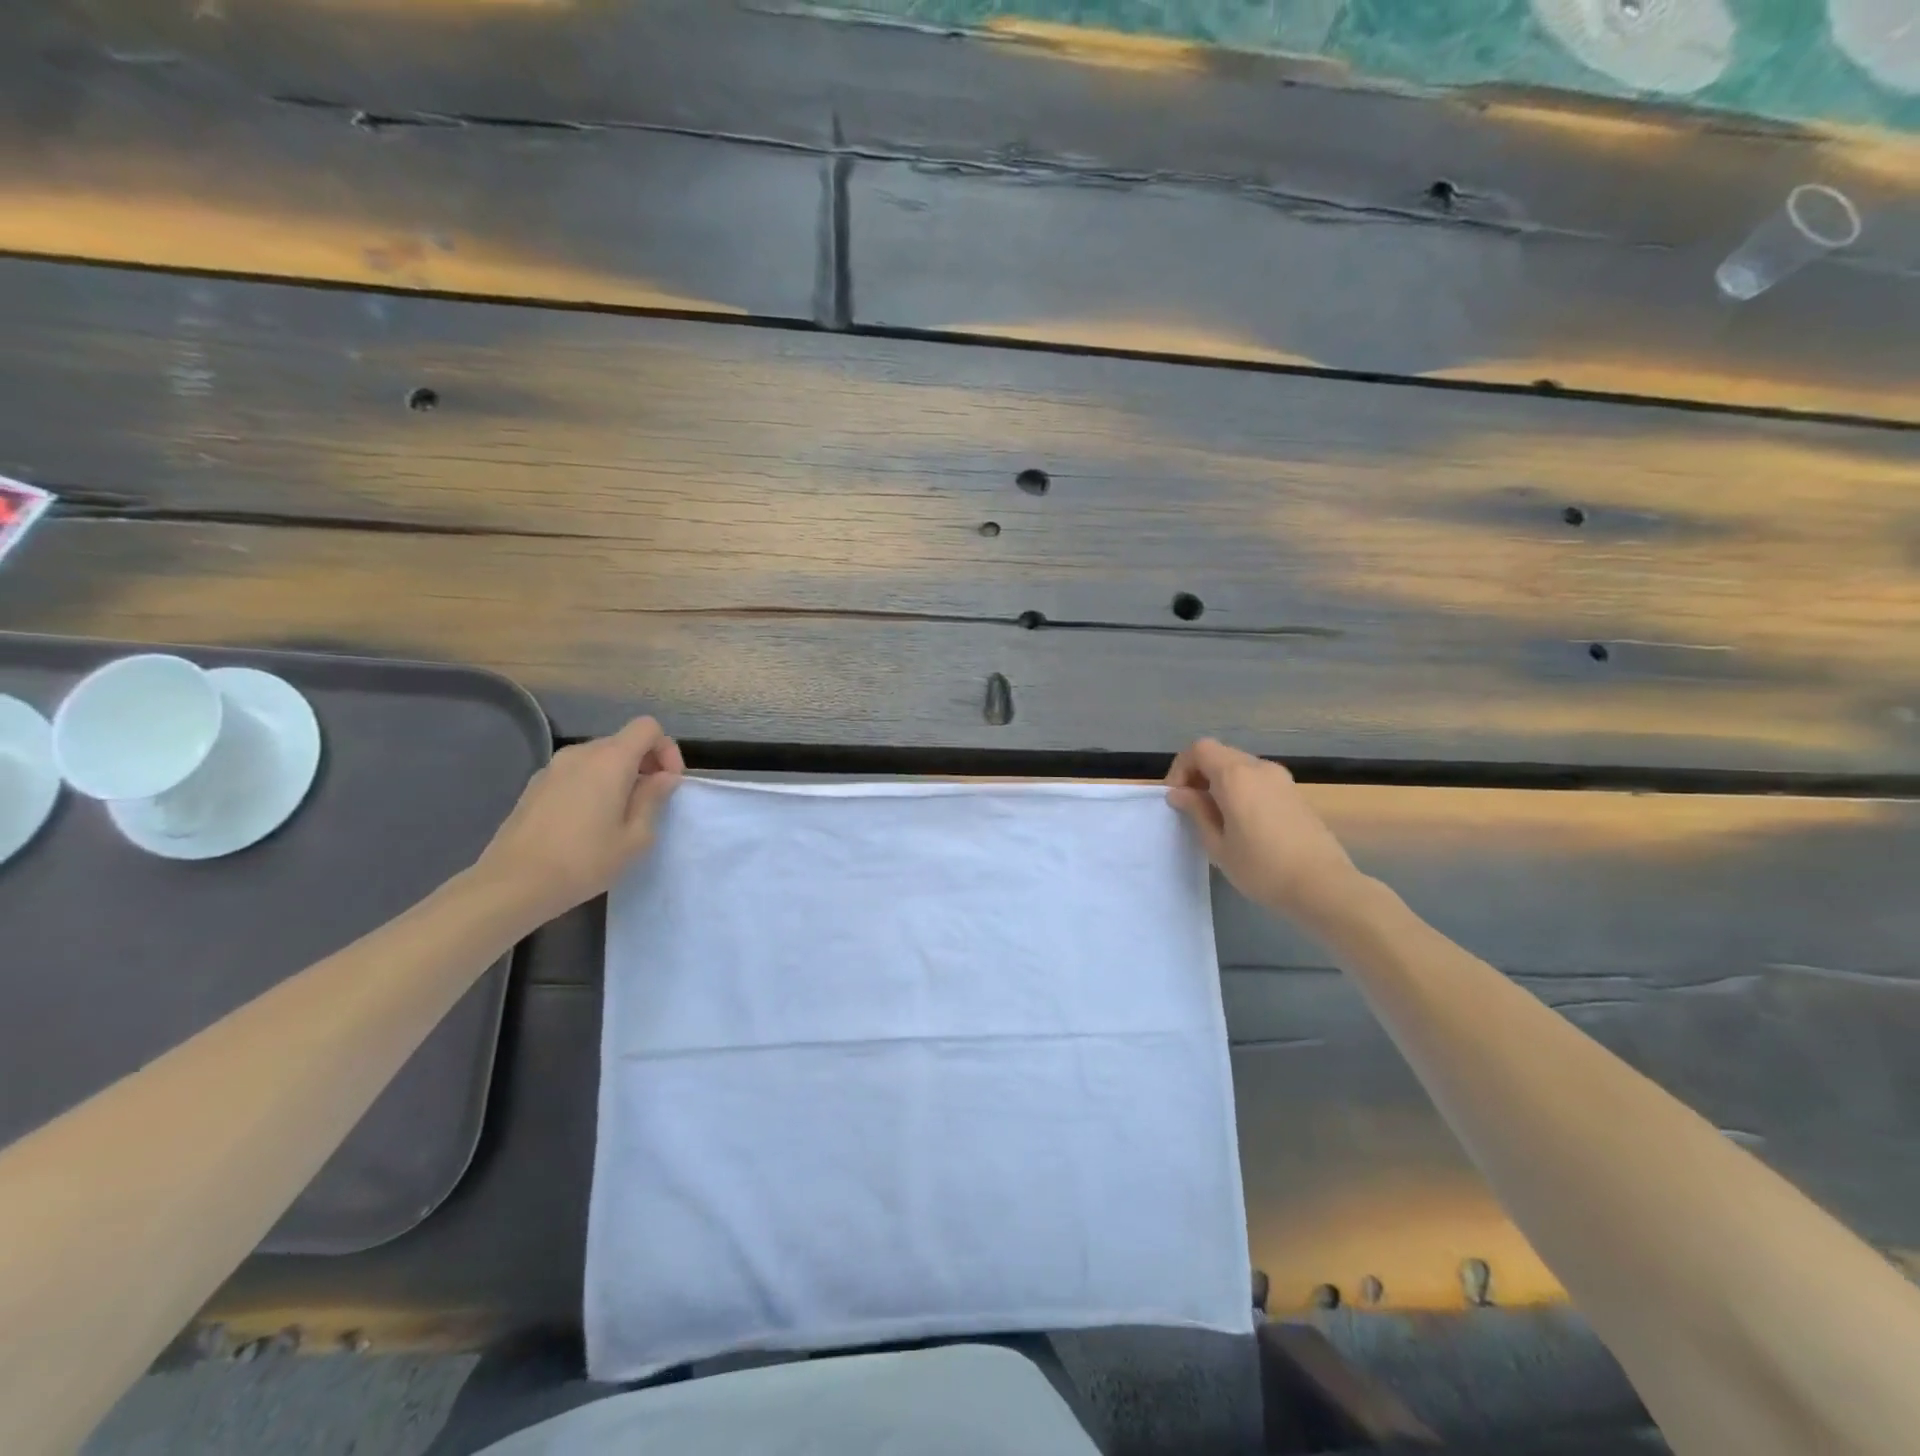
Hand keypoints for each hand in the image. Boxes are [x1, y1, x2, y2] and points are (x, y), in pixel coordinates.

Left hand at [471, 717, 684, 929]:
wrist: (513, 884)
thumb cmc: (584, 860)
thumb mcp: (635, 837)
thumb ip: (653, 799)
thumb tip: (663, 778)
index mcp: (610, 760)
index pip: (648, 727)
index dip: (666, 750)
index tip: (667, 784)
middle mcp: (580, 753)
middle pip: (623, 741)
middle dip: (644, 765)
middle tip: (648, 803)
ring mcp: (553, 767)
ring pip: (598, 757)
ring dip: (617, 776)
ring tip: (617, 815)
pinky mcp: (535, 785)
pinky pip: (576, 773)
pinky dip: (592, 785)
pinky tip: (586, 822)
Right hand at [1165, 738, 1362, 923]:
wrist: (1323, 885)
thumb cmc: (1262, 868)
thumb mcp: (1218, 845)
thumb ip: (1196, 812)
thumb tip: (1179, 793)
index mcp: (1235, 776)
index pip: (1199, 749)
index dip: (1181, 768)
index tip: (1177, 798)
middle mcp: (1258, 767)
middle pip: (1219, 754)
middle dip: (1199, 774)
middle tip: (1192, 808)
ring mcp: (1281, 778)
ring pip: (1239, 766)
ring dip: (1220, 782)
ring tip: (1216, 817)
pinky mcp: (1294, 792)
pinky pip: (1258, 779)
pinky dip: (1241, 789)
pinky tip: (1243, 822)